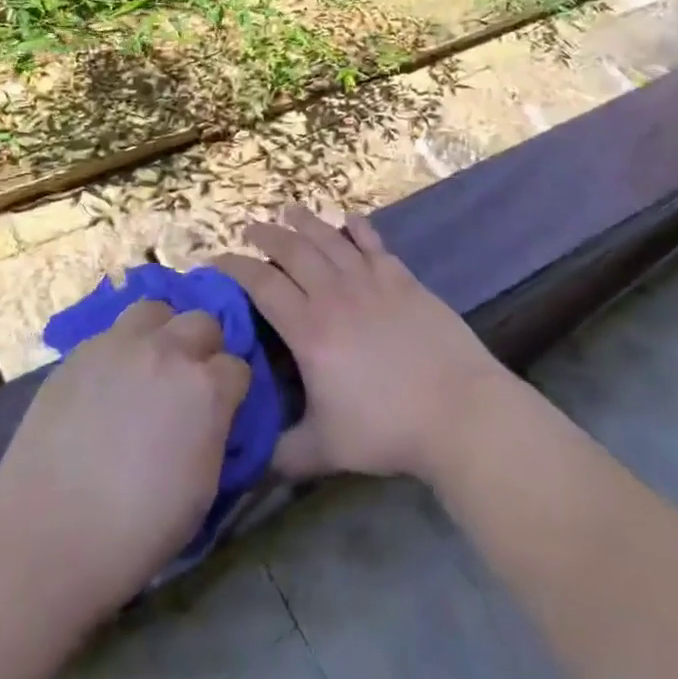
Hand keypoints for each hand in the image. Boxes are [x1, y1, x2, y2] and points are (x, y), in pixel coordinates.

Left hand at [0, 300, 249, 612]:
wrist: (48, 535)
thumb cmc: (138, 529)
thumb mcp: (203, 487)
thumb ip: (215, 433)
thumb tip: (213, 417)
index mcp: (206, 388)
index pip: (237, 367)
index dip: (231, 390)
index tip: (221, 410)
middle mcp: (167, 352)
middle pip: (202, 322)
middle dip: (203, 348)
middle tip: (188, 383)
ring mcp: (119, 345)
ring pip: (155, 310)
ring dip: (162, 332)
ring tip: (149, 365)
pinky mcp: (79, 352)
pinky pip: (112, 333)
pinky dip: (121, 350)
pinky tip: (108, 383)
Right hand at [214, 206, 511, 484]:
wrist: (459, 412)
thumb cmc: (387, 429)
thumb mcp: (324, 450)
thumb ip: (281, 454)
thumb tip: (243, 469)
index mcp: (309, 330)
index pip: (262, 284)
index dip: (236, 267)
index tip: (218, 260)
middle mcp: (335, 295)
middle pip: (293, 251)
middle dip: (267, 235)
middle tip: (250, 228)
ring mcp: (372, 282)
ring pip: (330, 239)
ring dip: (306, 222)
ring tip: (289, 210)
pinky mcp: (403, 280)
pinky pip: (374, 244)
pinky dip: (358, 228)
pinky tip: (350, 219)